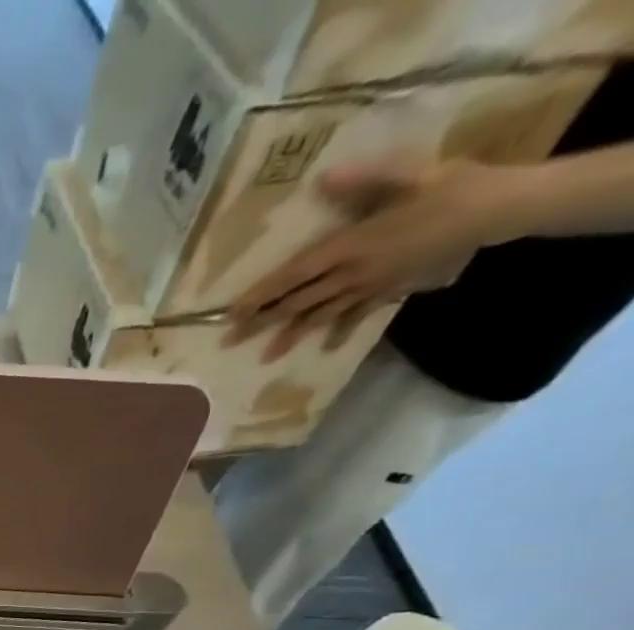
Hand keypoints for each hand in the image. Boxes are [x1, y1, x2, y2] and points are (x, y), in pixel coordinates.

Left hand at [227, 157, 513, 360]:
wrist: (499, 209)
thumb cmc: (453, 186)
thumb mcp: (411, 174)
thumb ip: (365, 179)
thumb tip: (325, 177)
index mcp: (350, 245)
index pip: (294, 275)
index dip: (262, 295)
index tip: (232, 312)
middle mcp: (352, 273)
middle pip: (297, 303)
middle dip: (262, 322)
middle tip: (229, 342)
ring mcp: (369, 287)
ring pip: (319, 317)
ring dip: (291, 336)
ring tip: (265, 357)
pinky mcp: (389, 292)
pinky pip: (356, 318)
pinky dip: (340, 332)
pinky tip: (326, 348)